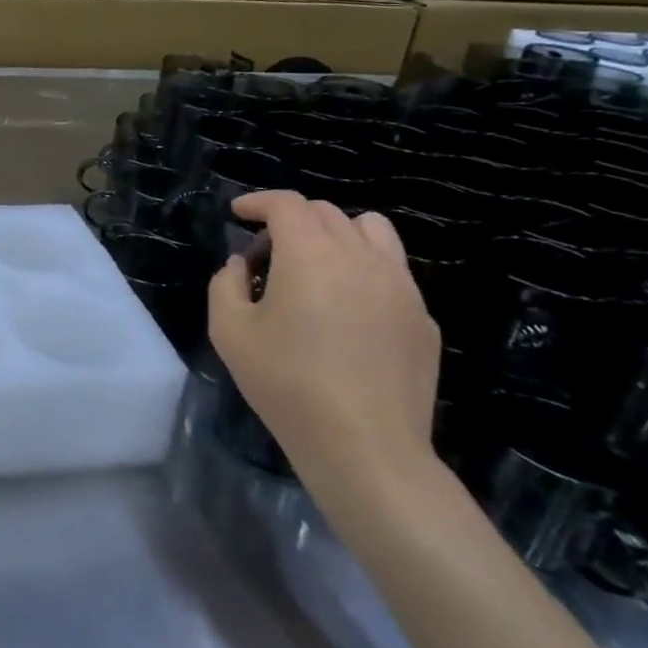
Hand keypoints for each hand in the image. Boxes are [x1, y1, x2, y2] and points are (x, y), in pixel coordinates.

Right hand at [207, 192, 439, 489]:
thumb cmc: (287, 384)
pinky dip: (363, 269)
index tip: (239, 212)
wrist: (365, 446)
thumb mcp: (229, 332)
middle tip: (267, 255)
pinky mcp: (422, 316)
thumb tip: (242, 265)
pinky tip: (347, 310)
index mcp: (311, 254)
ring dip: (336, 233)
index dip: (258, 201)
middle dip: (290, 220)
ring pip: (371, 230)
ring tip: (317, 266)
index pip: (287, 204)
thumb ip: (226, 284)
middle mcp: (360, 256)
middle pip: (326, 212)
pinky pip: (392, 270)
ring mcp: (400, 285)